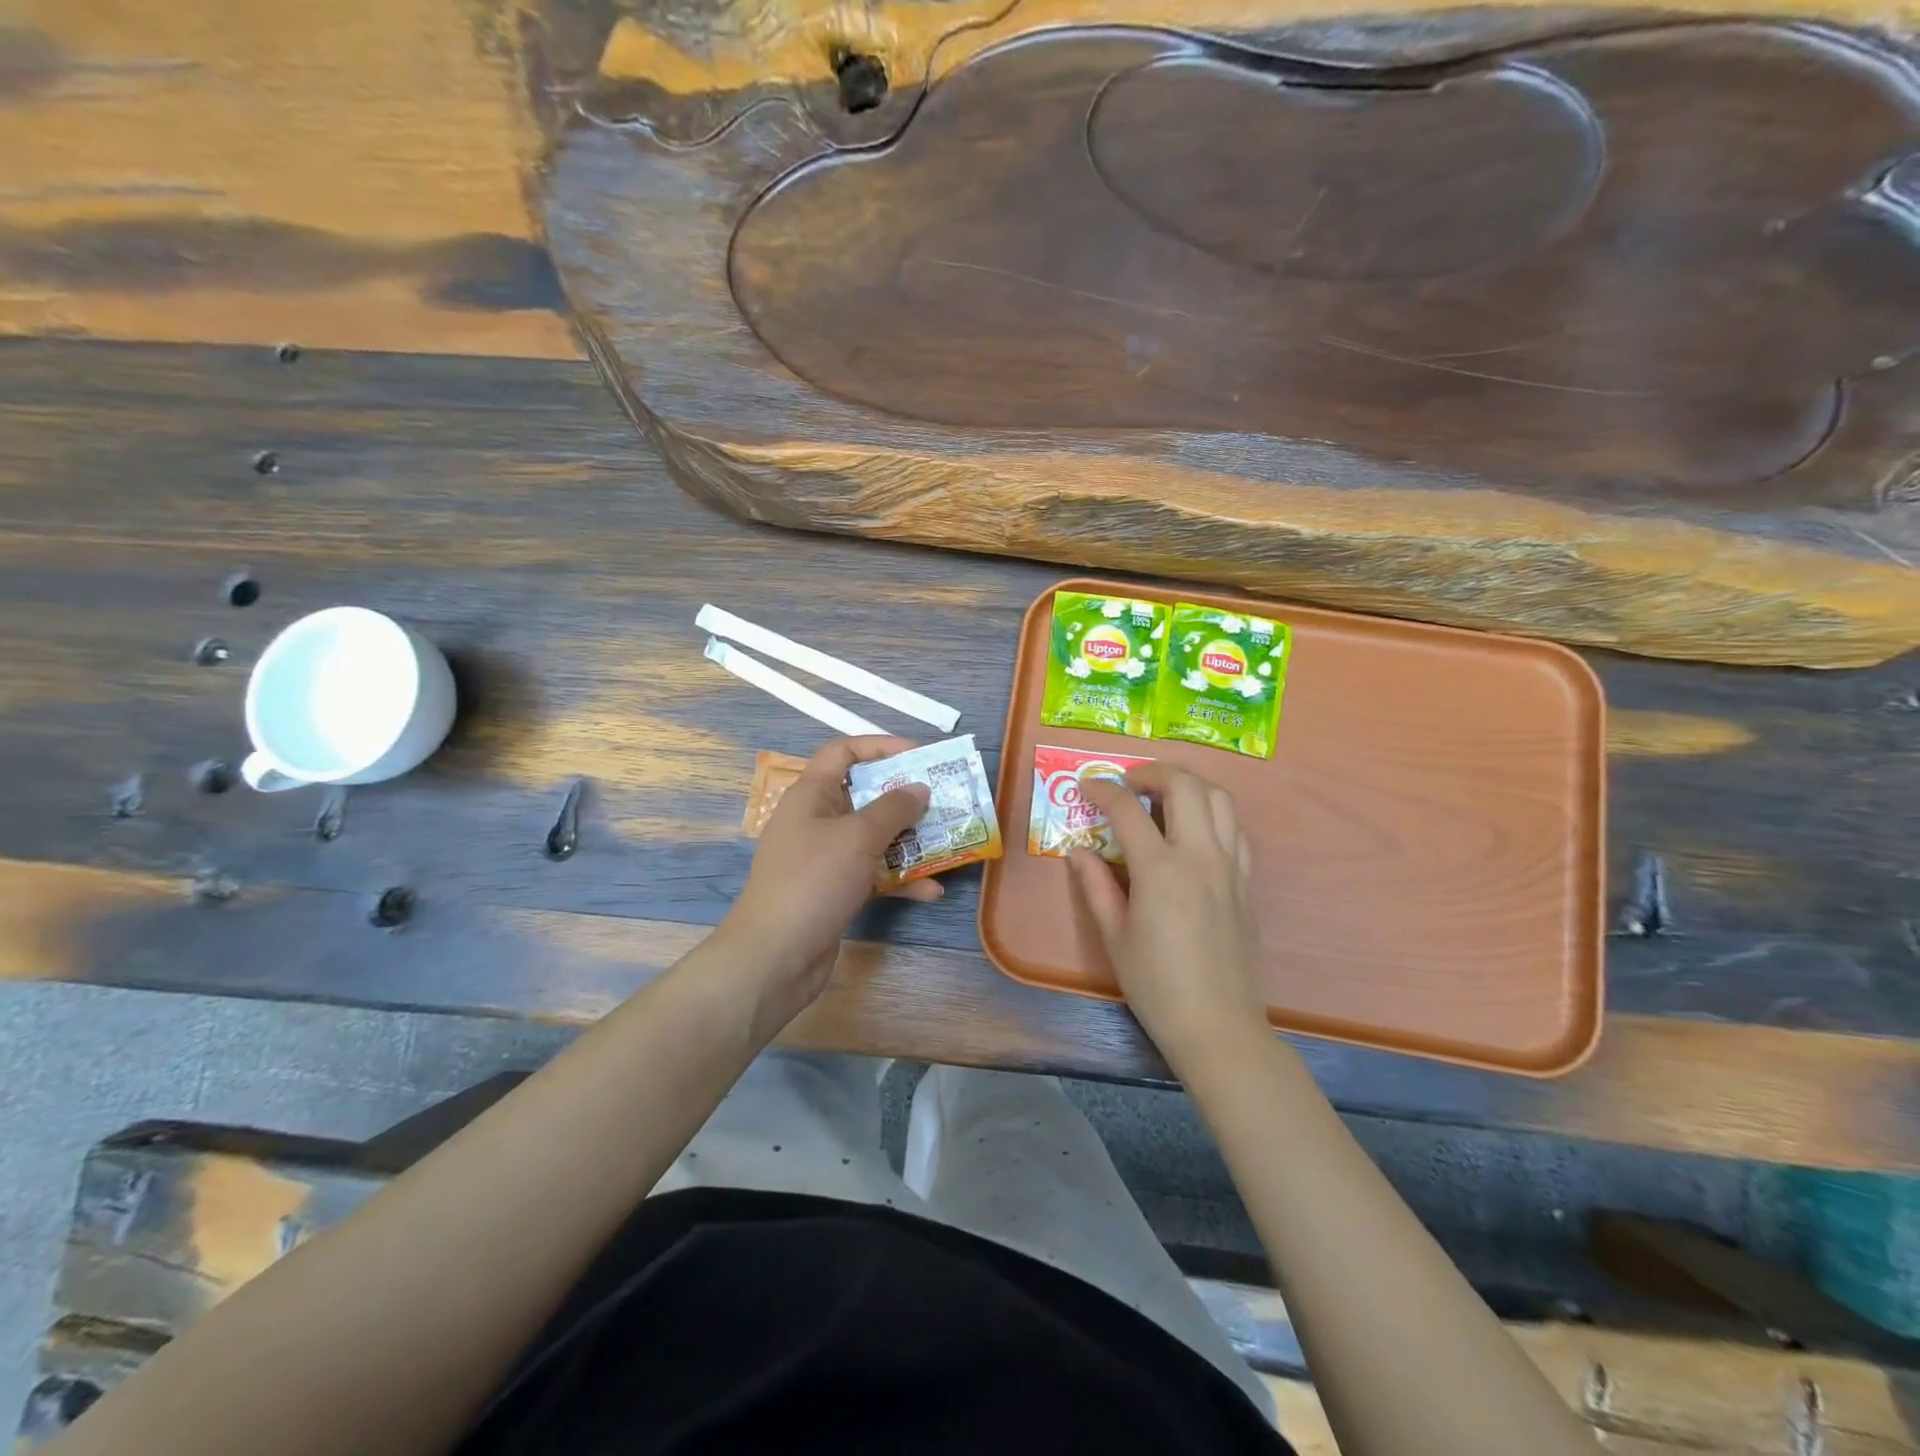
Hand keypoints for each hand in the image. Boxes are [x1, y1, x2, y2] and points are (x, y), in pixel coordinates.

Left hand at [722, 736, 936, 1015]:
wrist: (774, 958)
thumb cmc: (813, 881)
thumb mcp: (858, 837)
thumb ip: (893, 809)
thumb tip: (919, 788)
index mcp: (812, 795)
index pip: (844, 752)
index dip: (881, 746)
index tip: (920, 755)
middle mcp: (816, 821)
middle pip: (865, 796)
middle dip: (905, 799)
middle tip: (943, 801)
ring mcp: (825, 858)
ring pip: (873, 838)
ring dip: (909, 842)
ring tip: (947, 845)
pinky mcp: (834, 891)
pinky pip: (873, 875)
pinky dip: (899, 881)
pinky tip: (930, 892)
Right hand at [1068, 764, 1268, 1072]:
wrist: (1218, 1025)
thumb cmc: (1156, 985)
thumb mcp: (1114, 936)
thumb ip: (1095, 886)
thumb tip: (1079, 851)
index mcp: (1160, 869)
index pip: (1128, 809)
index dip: (1103, 790)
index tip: (1087, 787)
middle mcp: (1200, 856)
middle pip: (1185, 785)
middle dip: (1152, 771)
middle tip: (1128, 783)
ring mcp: (1230, 867)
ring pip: (1219, 798)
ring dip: (1188, 785)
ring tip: (1163, 797)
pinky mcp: (1247, 882)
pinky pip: (1235, 829)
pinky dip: (1213, 814)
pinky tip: (1194, 832)